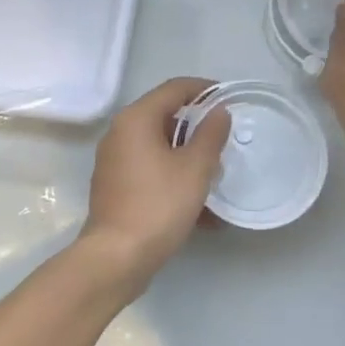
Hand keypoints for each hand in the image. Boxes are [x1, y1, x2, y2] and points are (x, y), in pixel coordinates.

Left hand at [80, 77, 230, 292]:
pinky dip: (174, 177)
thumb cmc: (158, 204)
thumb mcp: (195, 168)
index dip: (204, 89)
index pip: (174, 88)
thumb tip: (219, 111)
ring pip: (159, 147)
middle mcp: (120, 133)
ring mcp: (114, 161)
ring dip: (188, 156)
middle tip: (224, 140)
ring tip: (216, 175)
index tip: (229, 99)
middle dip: (197, 127)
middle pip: (165, 116)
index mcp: (136, 119)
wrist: (116, 257)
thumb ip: (211, 134)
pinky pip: (151, 170)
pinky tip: (200, 207)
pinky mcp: (116, 186)